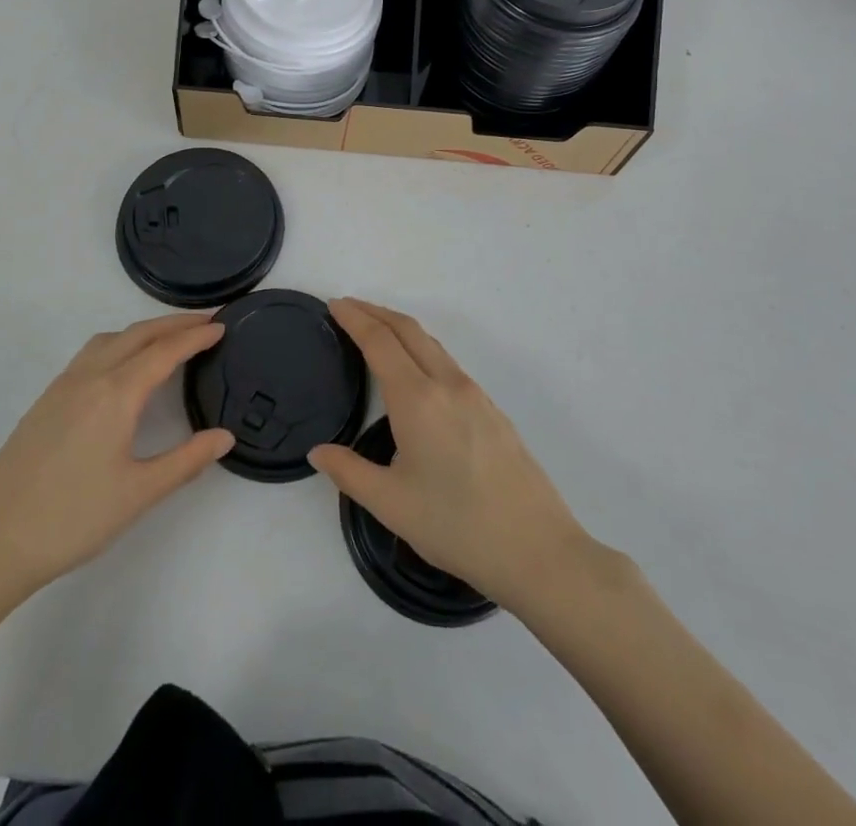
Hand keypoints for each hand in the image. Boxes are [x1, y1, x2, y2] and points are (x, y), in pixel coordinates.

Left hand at [0, 314, 232, 619]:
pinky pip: (90, 354)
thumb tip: (225, 437)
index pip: (164, 351)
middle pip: (138, 334)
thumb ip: (186, 461)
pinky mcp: (45, 401)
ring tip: (168, 341)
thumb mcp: (139, 493)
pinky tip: (122, 370)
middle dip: (173, 324)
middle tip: (205, 323)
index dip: (195, 336)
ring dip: (143, 331)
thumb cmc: (72, 518)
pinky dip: (118, 345)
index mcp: (116, 394)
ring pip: (109, 340)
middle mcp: (89, 377)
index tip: (222, 326)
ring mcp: (62, 387)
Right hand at [309, 299, 593, 613]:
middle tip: (348, 307)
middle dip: (376, 312)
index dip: (355, 318)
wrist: (538, 550)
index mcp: (418, 399)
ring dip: (400, 329)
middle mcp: (447, 384)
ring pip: (432, 344)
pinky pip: (448, 363)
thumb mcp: (391, 504)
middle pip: (408, 330)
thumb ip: (349, 472)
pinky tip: (416, 372)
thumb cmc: (457, 526)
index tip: (335, 304)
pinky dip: (422, 349)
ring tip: (377, 332)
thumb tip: (318, 451)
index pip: (380, 342)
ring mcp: (475, 395)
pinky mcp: (492, 411)